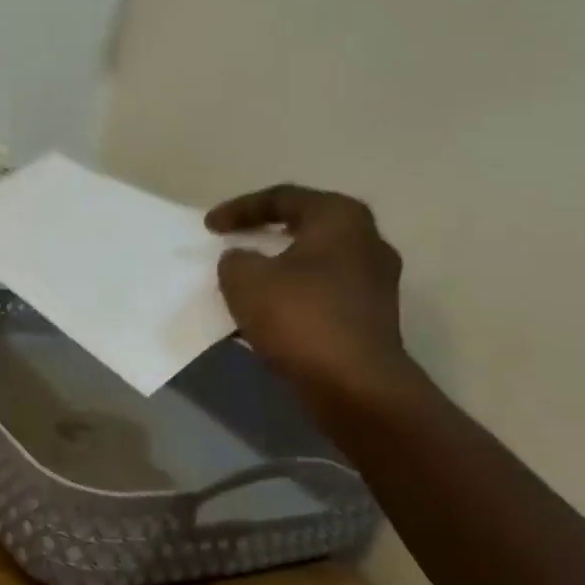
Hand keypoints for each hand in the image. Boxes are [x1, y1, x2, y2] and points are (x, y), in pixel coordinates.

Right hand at [206, 184, 412, 402]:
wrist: (356, 386)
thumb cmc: (300, 317)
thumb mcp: (245, 280)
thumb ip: (235, 260)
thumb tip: (244, 262)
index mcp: (340, 218)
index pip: (282, 198)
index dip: (239, 209)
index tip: (209, 227)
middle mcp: (366, 242)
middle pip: (304, 227)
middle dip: (263, 236)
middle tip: (233, 244)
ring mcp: (374, 282)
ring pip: (313, 264)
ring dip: (277, 270)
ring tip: (244, 282)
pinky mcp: (371, 318)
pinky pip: (322, 295)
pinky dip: (292, 298)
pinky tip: (265, 315)